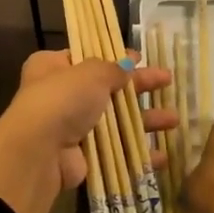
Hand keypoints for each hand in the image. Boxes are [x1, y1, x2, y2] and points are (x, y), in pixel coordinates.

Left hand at [0, 50, 173, 212]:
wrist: (39, 152)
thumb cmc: (63, 99)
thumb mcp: (92, 73)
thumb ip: (113, 69)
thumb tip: (129, 63)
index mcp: (53, 66)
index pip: (88, 56)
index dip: (116, 57)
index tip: (142, 57)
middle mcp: (60, 94)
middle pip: (107, 88)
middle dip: (139, 87)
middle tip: (168, 81)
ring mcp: (71, 127)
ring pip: (115, 120)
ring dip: (145, 120)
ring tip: (174, 120)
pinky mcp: (81, 156)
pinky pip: (114, 150)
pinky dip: (137, 152)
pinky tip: (162, 154)